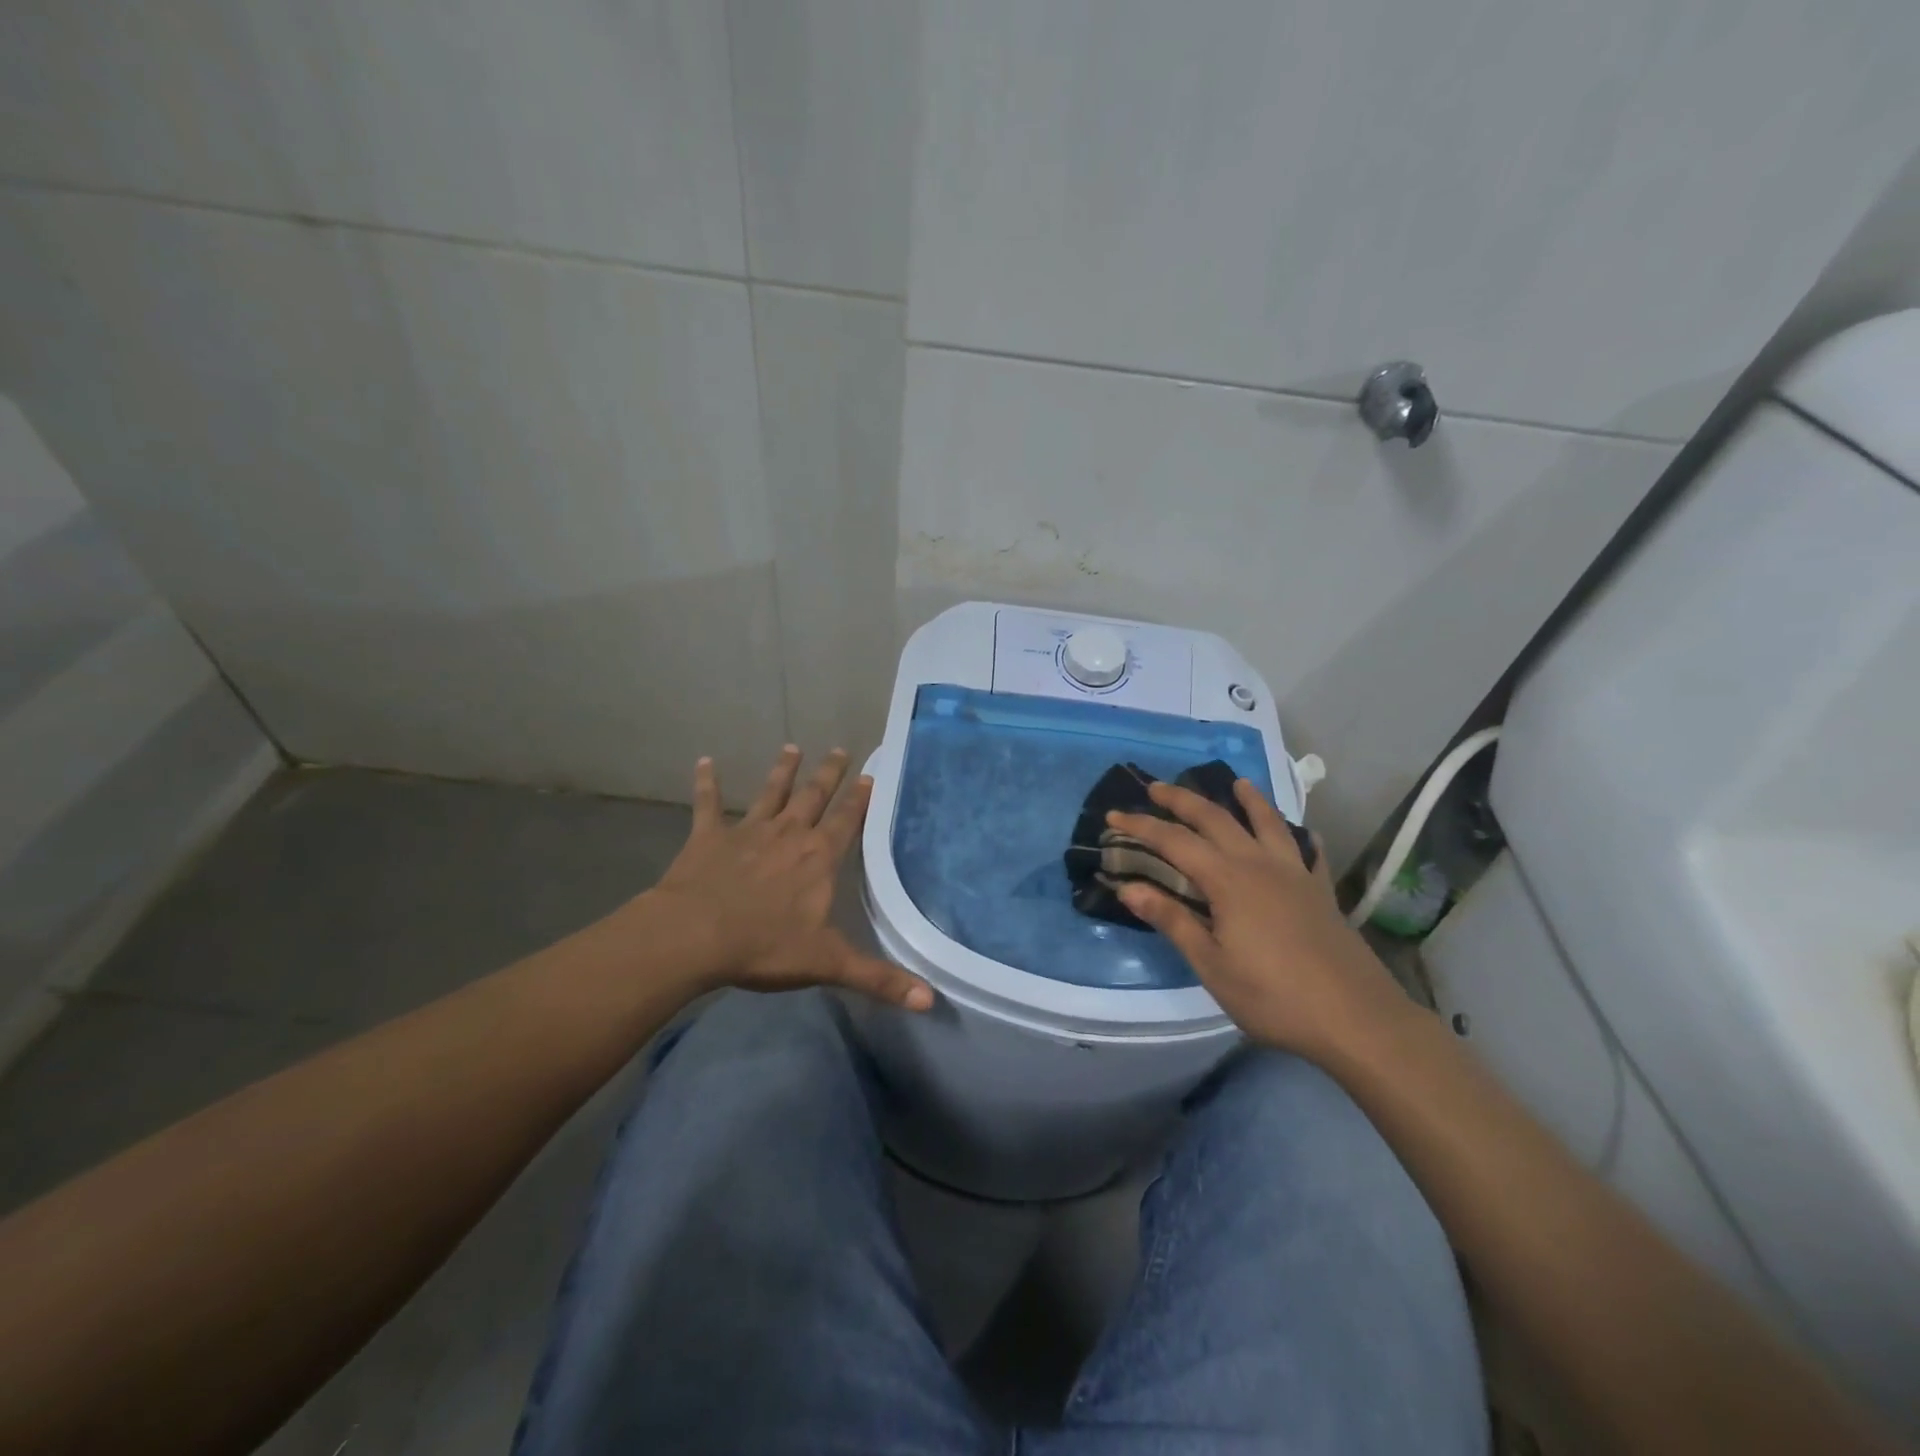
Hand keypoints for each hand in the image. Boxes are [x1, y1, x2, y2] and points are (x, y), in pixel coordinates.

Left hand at [639, 746, 932, 1009]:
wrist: (694, 936)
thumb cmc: (764, 946)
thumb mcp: (828, 964)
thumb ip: (879, 979)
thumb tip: (931, 1001)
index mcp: (818, 857)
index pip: (847, 821)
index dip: (859, 799)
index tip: (869, 775)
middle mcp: (788, 834)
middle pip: (814, 797)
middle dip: (829, 773)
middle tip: (840, 749)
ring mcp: (747, 831)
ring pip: (770, 793)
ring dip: (782, 770)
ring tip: (791, 747)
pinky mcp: (708, 837)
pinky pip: (708, 804)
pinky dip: (706, 782)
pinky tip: (703, 762)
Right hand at [1109, 779, 1401, 1059]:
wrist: (1357, 1019)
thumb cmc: (1274, 996)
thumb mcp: (1211, 965)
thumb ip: (1172, 921)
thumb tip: (1128, 887)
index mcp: (1228, 880)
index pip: (1174, 841)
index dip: (1141, 826)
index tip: (1113, 814)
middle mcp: (1259, 864)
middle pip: (1215, 818)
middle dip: (1182, 799)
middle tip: (1156, 787)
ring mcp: (1295, 873)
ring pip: (1266, 822)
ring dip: (1247, 799)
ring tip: (1236, 782)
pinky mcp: (1320, 890)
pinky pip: (1307, 849)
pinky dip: (1297, 834)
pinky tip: (1300, 833)